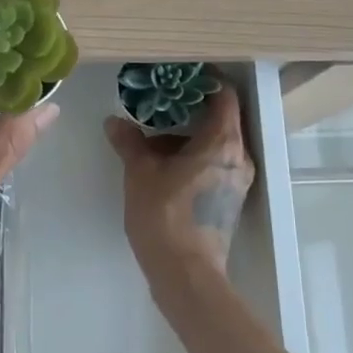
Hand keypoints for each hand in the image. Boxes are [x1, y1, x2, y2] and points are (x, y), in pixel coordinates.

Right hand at [106, 85, 254, 293]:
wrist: (186, 275)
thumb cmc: (166, 216)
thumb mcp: (140, 173)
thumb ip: (129, 142)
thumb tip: (114, 122)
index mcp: (222, 141)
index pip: (224, 95)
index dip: (204, 81)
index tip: (178, 77)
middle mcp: (238, 156)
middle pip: (220, 119)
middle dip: (188, 110)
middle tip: (157, 105)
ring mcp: (237, 180)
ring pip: (216, 144)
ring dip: (187, 137)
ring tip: (152, 139)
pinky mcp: (230, 200)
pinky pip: (214, 164)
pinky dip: (194, 157)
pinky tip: (163, 166)